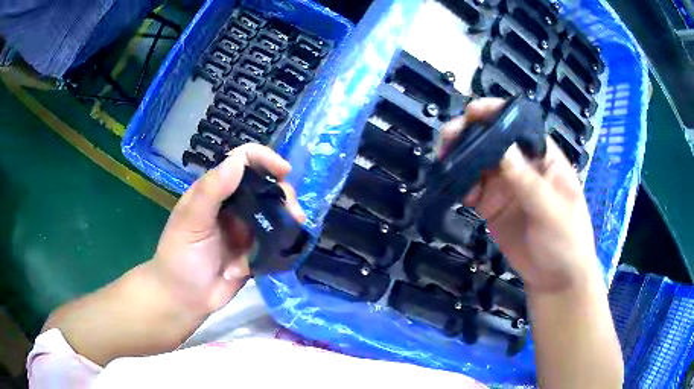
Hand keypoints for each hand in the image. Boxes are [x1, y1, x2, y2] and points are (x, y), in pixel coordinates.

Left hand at [150, 144, 304, 317]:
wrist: (184, 300)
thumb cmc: (180, 258)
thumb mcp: (190, 222)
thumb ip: (211, 191)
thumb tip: (239, 160)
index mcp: (214, 191)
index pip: (241, 162)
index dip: (263, 160)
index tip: (284, 172)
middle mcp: (232, 205)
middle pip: (263, 185)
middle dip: (282, 192)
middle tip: (293, 211)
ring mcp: (244, 229)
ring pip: (273, 211)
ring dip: (288, 215)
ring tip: (296, 226)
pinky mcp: (254, 251)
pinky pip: (274, 239)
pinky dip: (285, 238)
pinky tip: (291, 243)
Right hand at [441, 99, 599, 294]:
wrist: (556, 279)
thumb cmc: (566, 240)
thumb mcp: (552, 210)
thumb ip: (527, 181)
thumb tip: (501, 146)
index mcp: (544, 157)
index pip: (519, 126)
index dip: (496, 113)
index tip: (472, 112)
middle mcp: (523, 165)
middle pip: (493, 140)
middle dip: (470, 135)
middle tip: (448, 140)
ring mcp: (507, 186)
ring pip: (479, 163)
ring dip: (461, 160)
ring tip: (446, 165)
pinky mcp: (493, 206)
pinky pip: (473, 190)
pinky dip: (462, 187)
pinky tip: (460, 195)